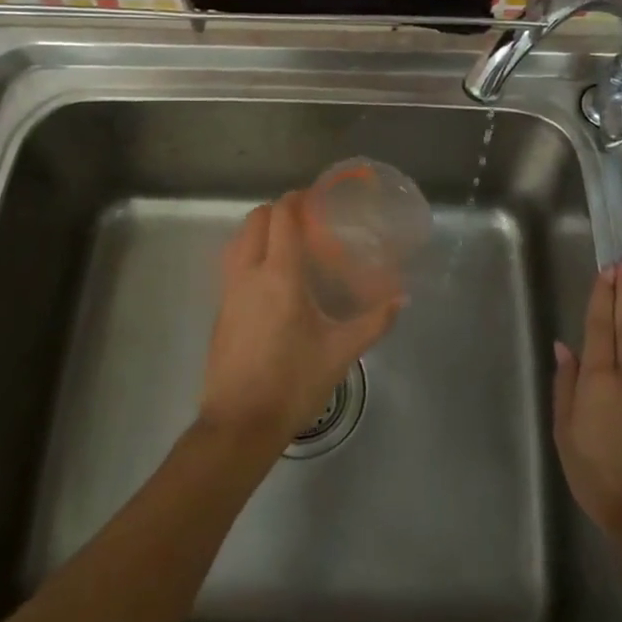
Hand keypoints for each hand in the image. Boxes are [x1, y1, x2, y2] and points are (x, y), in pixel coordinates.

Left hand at [199, 192, 399, 451]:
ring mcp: (228, 291)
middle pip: (255, 220)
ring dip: (258, 230)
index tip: (314, 198)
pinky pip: (231, 264)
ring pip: (238, 240)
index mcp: (279, 275)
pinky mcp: (220, 310)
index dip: (295, 199)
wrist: (240, 424)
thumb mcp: (341, 352)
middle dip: (277, 210)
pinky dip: (248, 253)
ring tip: (285, 243)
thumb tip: (401, 298)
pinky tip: (269, 277)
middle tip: (304, 219)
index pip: (281, 217)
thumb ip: (373, 321)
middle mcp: (248, 273)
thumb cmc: (293, 382)